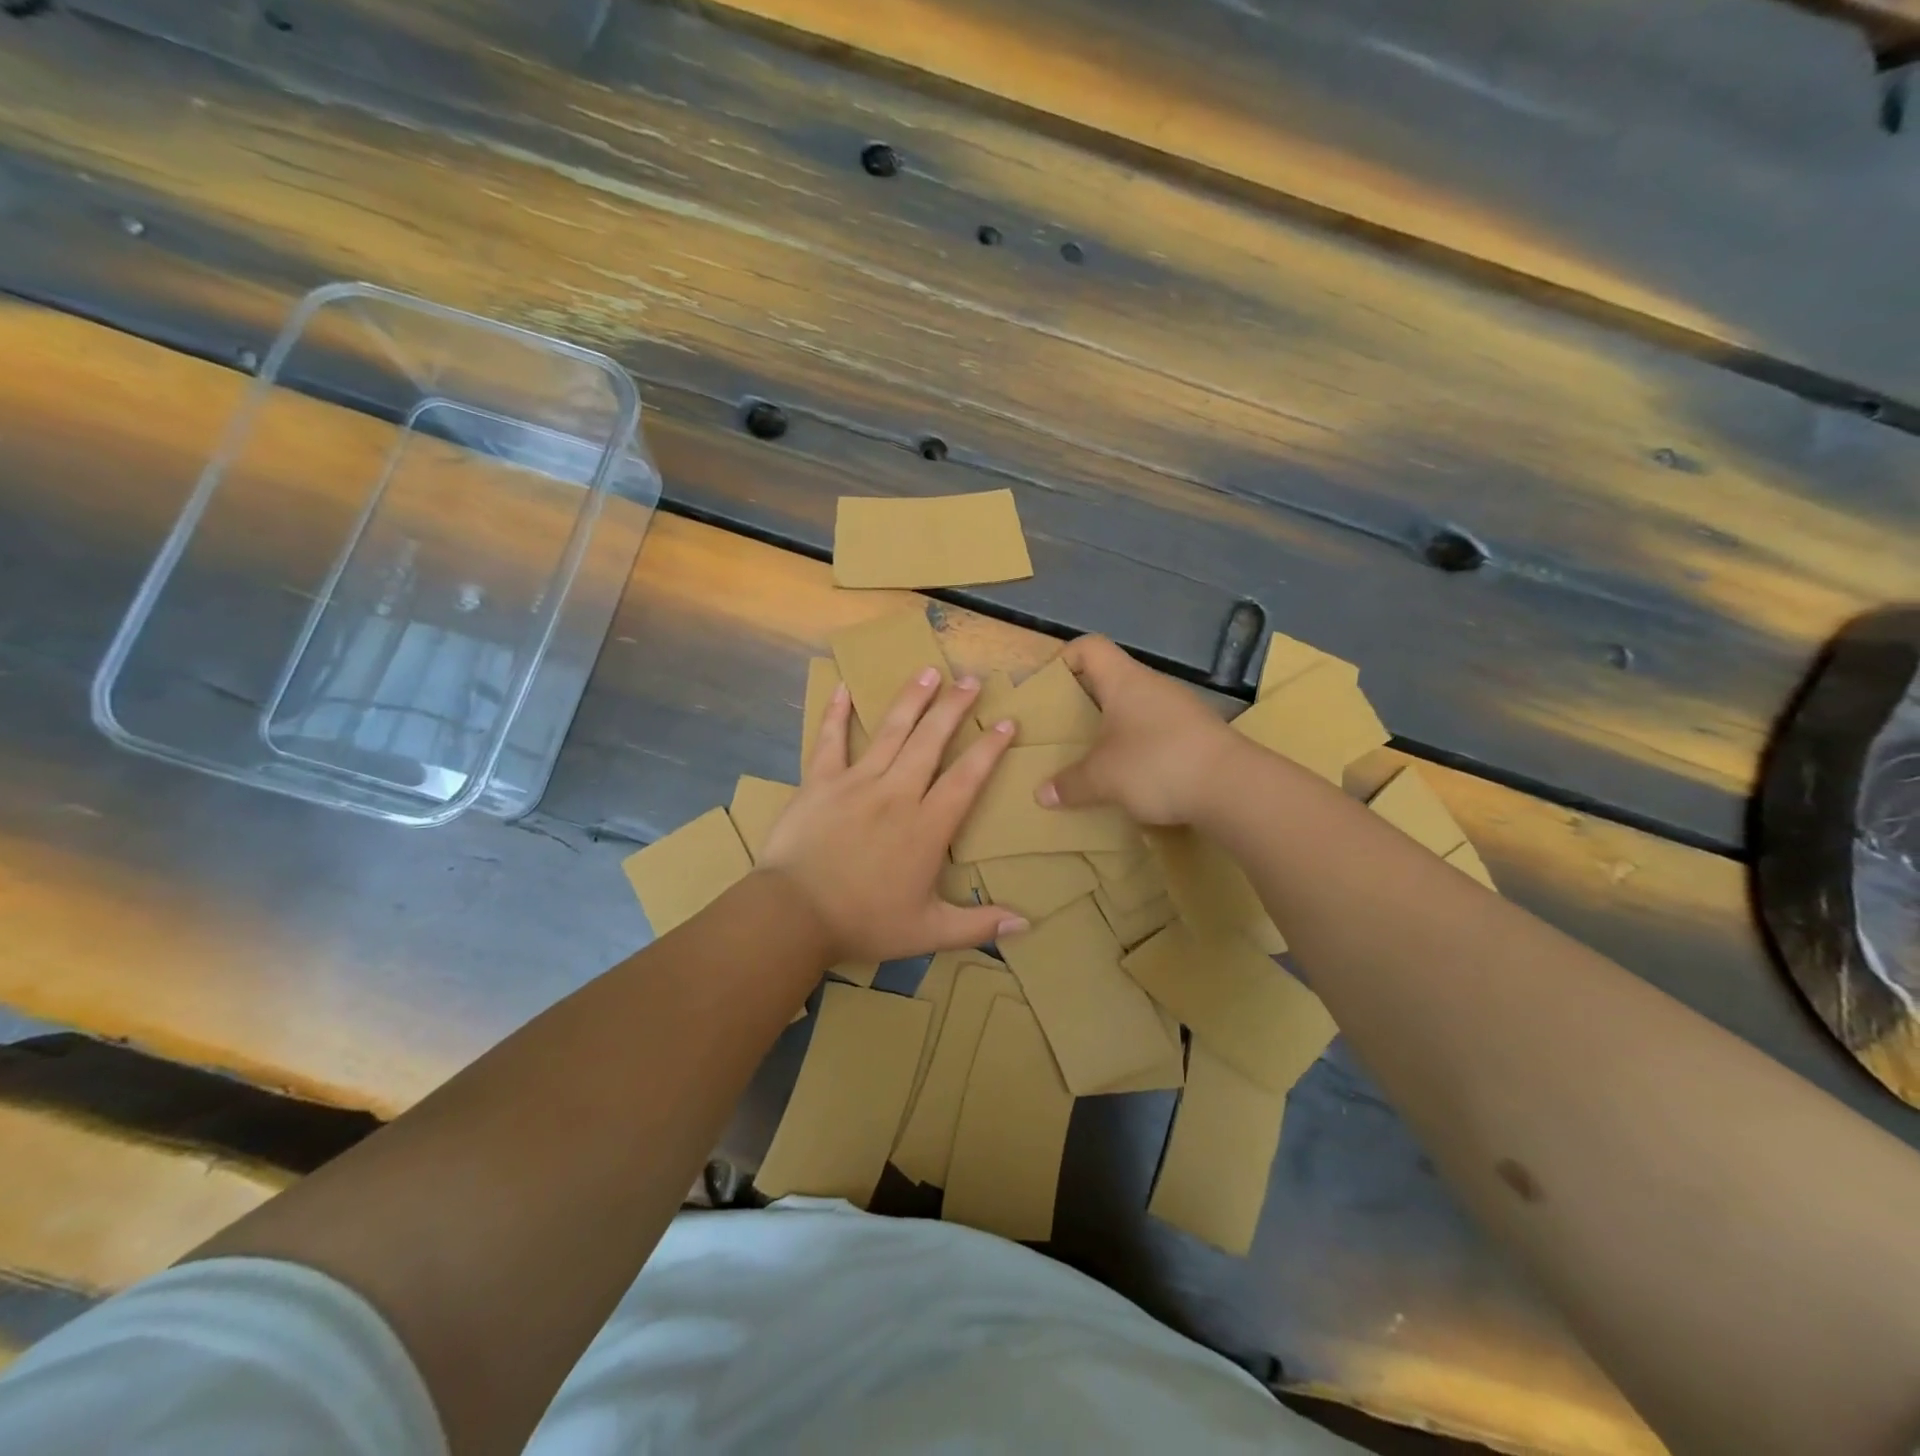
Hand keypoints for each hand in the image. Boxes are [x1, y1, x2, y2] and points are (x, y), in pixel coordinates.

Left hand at [760, 668, 1028, 963]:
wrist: (794, 915)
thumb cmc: (864, 922)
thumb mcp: (928, 932)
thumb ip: (978, 925)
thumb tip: (1026, 926)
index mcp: (927, 826)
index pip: (967, 778)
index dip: (989, 749)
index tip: (1006, 723)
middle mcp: (897, 793)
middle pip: (931, 740)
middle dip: (954, 707)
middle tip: (970, 679)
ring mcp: (856, 782)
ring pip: (890, 731)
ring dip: (911, 699)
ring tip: (928, 671)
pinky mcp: (819, 782)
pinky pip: (829, 741)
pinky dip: (836, 714)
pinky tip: (844, 688)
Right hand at [1036, 635, 1242, 824]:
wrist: (1234, 787)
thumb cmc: (1157, 764)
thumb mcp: (1103, 778)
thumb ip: (1070, 784)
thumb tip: (1042, 794)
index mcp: (1124, 681)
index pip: (1090, 647)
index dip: (1065, 658)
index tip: (1048, 688)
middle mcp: (1153, 685)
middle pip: (1111, 679)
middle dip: (1085, 702)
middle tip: (1065, 729)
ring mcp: (1181, 708)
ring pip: (1136, 707)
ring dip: (1114, 727)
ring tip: (1096, 756)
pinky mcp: (1199, 734)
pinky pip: (1158, 731)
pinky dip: (1140, 746)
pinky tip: (1134, 775)